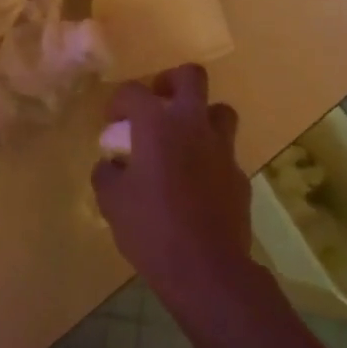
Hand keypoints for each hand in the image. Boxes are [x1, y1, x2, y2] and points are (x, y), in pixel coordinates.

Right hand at [91, 66, 252, 313]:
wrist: (207, 271)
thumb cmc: (151, 228)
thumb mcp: (111, 201)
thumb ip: (107, 173)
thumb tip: (112, 164)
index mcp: (157, 125)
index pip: (134, 91)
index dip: (118, 101)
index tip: (112, 121)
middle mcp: (193, 125)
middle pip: (191, 77)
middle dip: (172, 82)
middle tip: (158, 104)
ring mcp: (222, 150)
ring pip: (220, 110)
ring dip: (201, 117)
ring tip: (183, 138)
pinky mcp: (239, 177)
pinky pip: (225, 154)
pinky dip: (211, 158)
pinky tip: (197, 183)